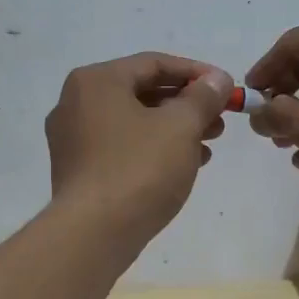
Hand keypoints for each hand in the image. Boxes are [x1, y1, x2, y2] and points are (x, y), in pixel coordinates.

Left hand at [45, 53, 232, 247]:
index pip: (154, 63)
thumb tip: (217, 79)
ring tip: (210, 143)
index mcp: (96, 81)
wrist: (94, 234)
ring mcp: (72, 139)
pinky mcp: (78, 170)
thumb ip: (203, 97)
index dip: (196, 73)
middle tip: (220, 119)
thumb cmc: (139, 169)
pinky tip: (185, 164)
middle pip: (142, 92)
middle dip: (186, 104)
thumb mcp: (181, 127)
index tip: (226, 88)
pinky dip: (153, 149)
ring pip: (134, 122)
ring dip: (174, 128)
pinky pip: (122, 147)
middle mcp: (76, 103)